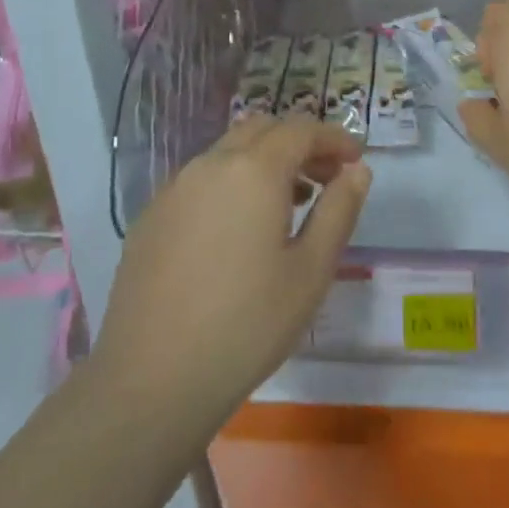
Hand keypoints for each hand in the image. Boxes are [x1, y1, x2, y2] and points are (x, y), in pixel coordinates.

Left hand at [93, 116, 371, 427]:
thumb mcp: (311, 271)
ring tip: (288, 206)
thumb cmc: (248, 324)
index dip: (334, 138)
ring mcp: (173, 189)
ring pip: (227, 152)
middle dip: (299, 144)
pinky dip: (231, 183)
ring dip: (264, 162)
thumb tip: (357, 171)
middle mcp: (209, 165)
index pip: (301, 130)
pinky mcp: (150, 216)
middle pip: (261, 129)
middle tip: (325, 179)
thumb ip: (339, 210)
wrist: (153, 378)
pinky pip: (200, 180)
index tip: (356, 160)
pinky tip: (238, 231)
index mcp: (253, 171)